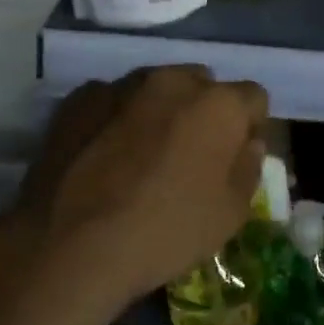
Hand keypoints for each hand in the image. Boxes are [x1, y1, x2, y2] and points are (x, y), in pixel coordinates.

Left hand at [11, 66, 268, 309]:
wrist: (70, 244)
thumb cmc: (164, 232)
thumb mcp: (230, 215)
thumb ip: (248, 168)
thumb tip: (247, 143)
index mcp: (219, 105)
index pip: (253, 97)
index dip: (248, 126)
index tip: (235, 155)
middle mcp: (172, 80)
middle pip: (202, 84)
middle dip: (203, 112)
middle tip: (190, 155)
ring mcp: (120, 85)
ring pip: (155, 88)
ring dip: (159, 111)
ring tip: (142, 155)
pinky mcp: (78, 99)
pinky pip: (112, 101)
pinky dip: (116, 119)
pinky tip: (104, 156)